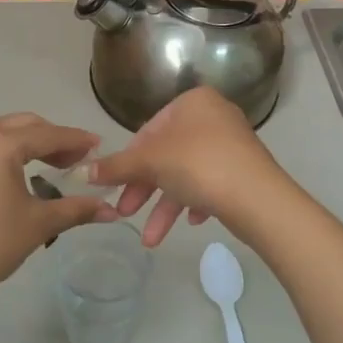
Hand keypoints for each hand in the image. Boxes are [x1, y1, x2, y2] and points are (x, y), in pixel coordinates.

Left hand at [0, 113, 115, 318]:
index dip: (77, 141)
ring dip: (31, 144)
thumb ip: (76, 209)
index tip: (101, 147)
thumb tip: (111, 211)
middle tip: (79, 159)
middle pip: (25, 126)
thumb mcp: (38, 225)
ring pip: (4, 134)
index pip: (48, 135)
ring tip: (56, 166)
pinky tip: (25, 175)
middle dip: (54, 139)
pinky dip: (10, 153)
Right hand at [89, 87, 289, 246]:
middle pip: (166, 154)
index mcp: (193, 102)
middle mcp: (214, 117)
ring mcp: (231, 145)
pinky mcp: (242, 171)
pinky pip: (209, 184)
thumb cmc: (198, 165)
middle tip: (124, 213)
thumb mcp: (150, 162)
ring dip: (164, 207)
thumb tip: (84, 171)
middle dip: (144, 189)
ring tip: (150, 240)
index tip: (116, 184)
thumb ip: (117, 166)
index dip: (129, 159)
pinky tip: (190, 222)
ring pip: (185, 175)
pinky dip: (193, 203)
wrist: (258, 198)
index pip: (149, 129)